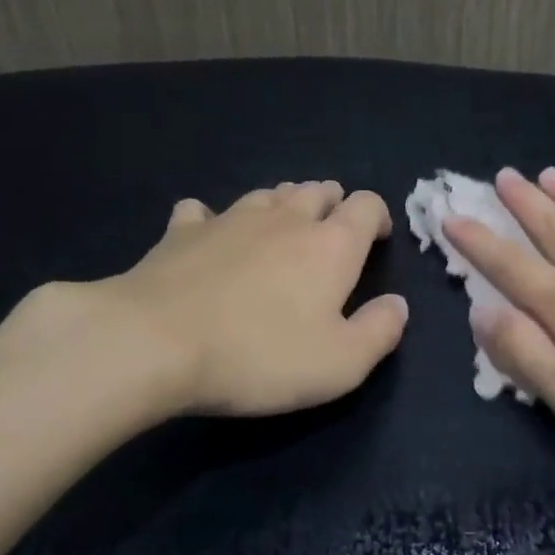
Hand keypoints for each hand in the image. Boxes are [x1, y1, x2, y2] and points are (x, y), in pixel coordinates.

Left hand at [97, 181, 408, 416]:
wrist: (156, 342)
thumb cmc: (260, 355)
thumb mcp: (340, 364)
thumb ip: (380, 331)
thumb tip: (398, 305)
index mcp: (331, 245)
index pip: (367, 205)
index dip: (378, 216)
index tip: (377, 240)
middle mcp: (285, 218)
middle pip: (318, 190)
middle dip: (332, 204)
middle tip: (330, 234)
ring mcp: (230, 218)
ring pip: (268, 194)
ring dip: (283, 205)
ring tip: (281, 230)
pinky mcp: (182, 231)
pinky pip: (203, 211)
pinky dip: (213, 219)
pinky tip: (208, 235)